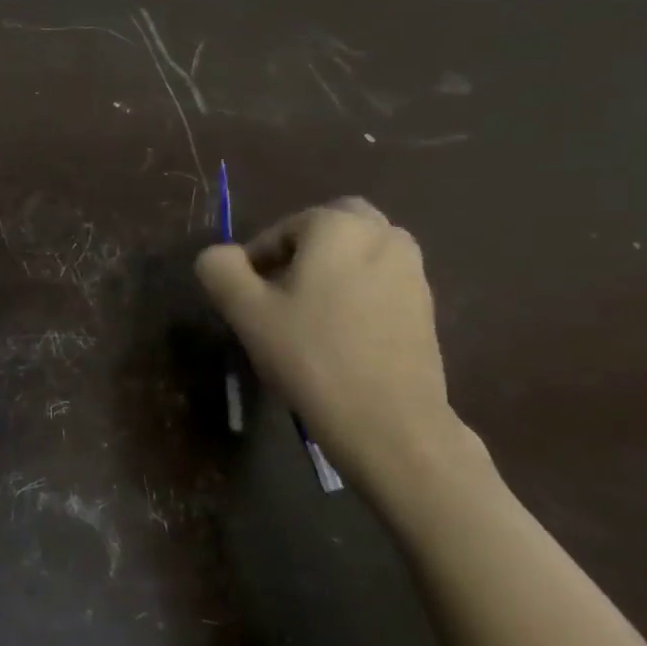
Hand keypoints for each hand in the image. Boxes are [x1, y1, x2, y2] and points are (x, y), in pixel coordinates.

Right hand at [196, 198, 454, 481]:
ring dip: (330, 270)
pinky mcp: (426, 305)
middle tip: (277, 294)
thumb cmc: (309, 355)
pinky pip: (380, 281)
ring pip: (359, 252)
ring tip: (306, 315)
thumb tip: (220, 256)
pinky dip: (356, 292)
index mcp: (338, 226)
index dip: (255, 260)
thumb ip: (220, 269)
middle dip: (300, 251)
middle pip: (330, 227)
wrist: (387, 419)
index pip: (281, 229)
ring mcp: (412, 270)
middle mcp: (384, 234)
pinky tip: (338, 334)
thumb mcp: (245, 311)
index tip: (244, 298)